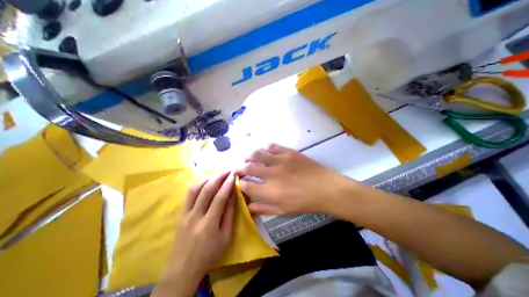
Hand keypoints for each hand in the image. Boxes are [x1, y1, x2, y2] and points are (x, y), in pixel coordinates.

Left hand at [153, 172, 235, 296]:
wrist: (183, 267)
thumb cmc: (210, 252)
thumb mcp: (225, 236)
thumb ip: (229, 214)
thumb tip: (233, 194)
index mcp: (208, 225)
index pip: (219, 198)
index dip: (227, 185)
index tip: (233, 175)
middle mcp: (194, 217)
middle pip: (206, 191)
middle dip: (218, 177)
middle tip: (226, 170)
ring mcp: (184, 214)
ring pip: (194, 189)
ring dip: (207, 178)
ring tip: (217, 174)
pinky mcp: (179, 213)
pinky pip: (188, 194)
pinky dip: (197, 184)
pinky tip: (205, 181)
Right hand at [235, 144, 354, 215]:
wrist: (326, 188)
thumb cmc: (305, 202)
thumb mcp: (283, 210)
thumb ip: (264, 208)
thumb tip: (248, 206)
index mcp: (269, 191)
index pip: (246, 186)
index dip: (240, 184)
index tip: (240, 183)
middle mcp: (271, 174)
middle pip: (248, 168)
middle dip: (239, 168)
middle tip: (237, 168)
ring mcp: (280, 161)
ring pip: (257, 154)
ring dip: (249, 156)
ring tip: (248, 158)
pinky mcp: (288, 152)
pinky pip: (272, 146)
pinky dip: (264, 148)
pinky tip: (264, 151)